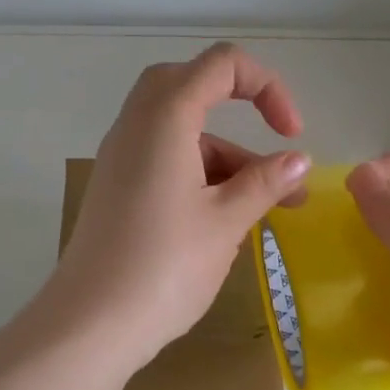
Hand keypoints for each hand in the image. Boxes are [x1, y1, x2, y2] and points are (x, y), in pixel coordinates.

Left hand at [52, 43, 310, 368]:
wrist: (90, 324)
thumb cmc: (164, 266)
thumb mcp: (226, 222)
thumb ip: (265, 183)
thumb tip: (299, 161)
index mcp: (165, 118)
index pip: (221, 65)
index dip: (267, 87)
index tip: (291, 136)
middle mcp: (136, 126)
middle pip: (191, 87)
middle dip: (240, 111)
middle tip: (272, 150)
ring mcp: (121, 158)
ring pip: (182, 132)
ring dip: (227, 158)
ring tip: (272, 208)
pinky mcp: (117, 189)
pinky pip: (165, 161)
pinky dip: (201, 176)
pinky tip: (229, 221)